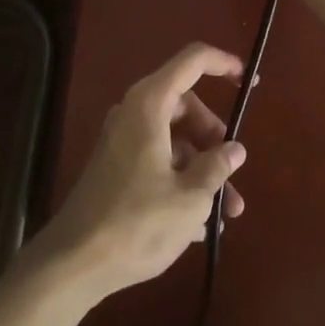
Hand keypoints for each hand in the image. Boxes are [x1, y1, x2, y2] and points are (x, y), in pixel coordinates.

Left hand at [30, 43, 246, 302]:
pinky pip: (157, 160)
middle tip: (233, 170)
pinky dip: (181, 181)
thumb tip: (235, 149)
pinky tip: (200, 226)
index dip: (223, 64)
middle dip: (214, 138)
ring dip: (202, 169)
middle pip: (186, 106)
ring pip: (174, 139)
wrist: (73, 263)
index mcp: (150, 104)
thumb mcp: (189, 197)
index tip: (250, 82)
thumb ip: (216, 166)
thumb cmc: (137, 223)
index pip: (192, 61)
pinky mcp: (116, 169)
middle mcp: (133, 113)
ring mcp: (122, 141)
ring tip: (226, 213)